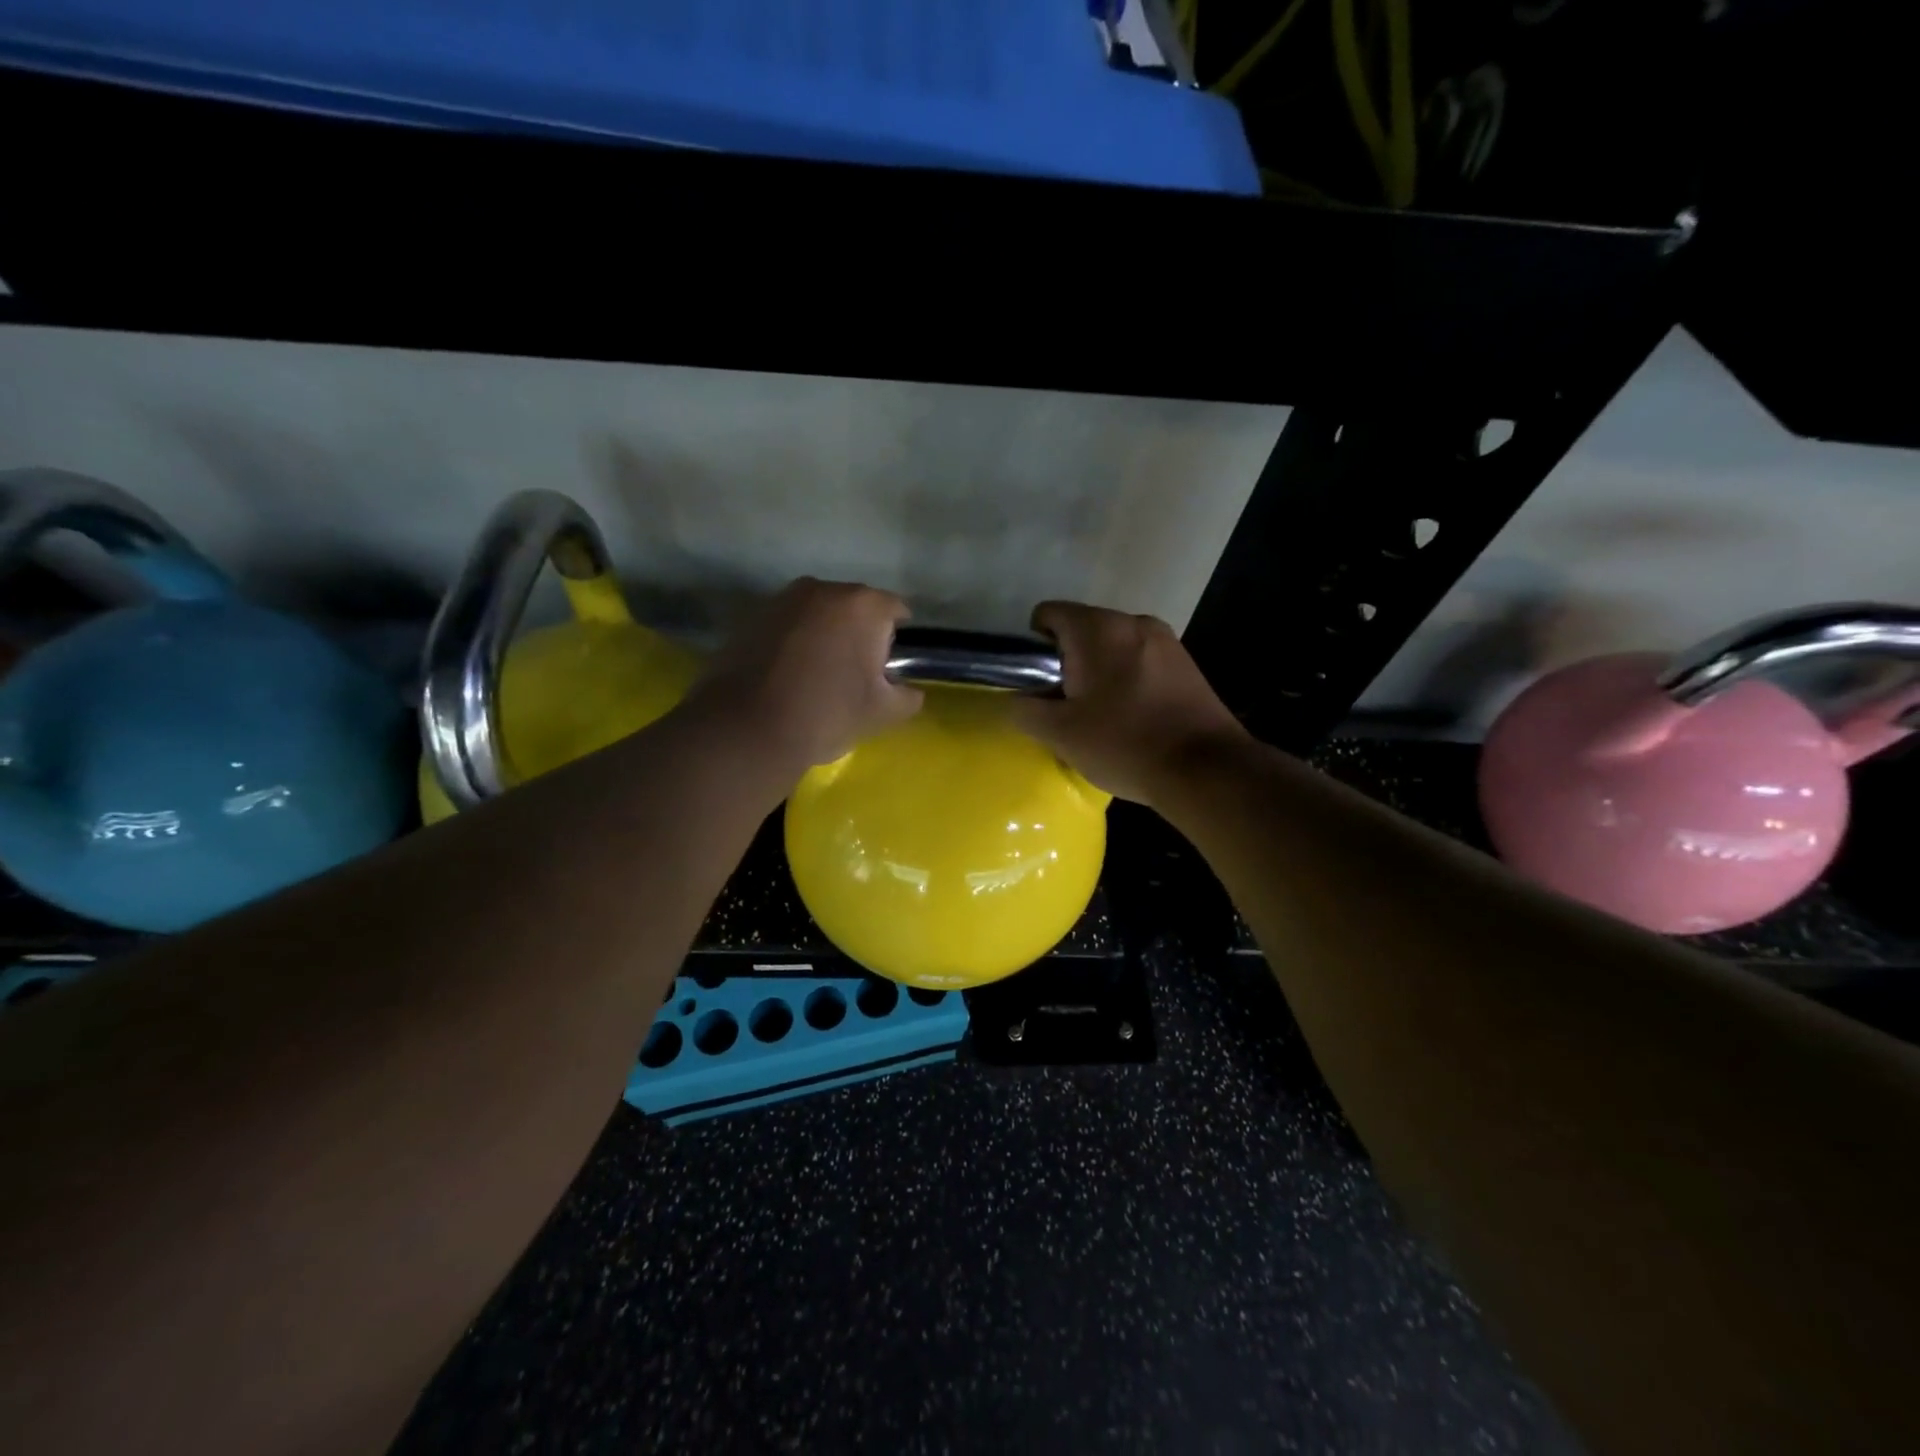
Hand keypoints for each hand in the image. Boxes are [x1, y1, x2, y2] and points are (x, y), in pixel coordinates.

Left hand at [686, 577, 922, 778]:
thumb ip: (908, 697)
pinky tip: (786, 677)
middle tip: (853, 676)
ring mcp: (782, 599)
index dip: (897, 642)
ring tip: (817, 677)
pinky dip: (793, 643)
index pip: (896, 611)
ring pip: (818, 615)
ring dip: (824, 636)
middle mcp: (822, 588)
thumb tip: (908, 691)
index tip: (887, 671)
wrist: (747, 730)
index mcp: (863, 604)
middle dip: (858, 634)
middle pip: (854, 608)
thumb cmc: (827, 713)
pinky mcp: (751, 617)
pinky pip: (787, 626)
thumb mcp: (883, 713)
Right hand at [1011, 601, 1249, 805]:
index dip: (1033, 646)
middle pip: (1082, 630)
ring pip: (1113, 647)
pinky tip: (1133, 718)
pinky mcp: (1187, 663)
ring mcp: (1165, 640)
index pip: (1048, 614)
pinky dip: (1128, 681)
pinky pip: (1141, 661)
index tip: (1039, 684)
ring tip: (1102, 716)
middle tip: (1067, 707)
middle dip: (1068, 662)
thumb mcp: (1060, 733)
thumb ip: (1025, 710)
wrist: (1205, 769)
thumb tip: (1018, 699)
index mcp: (1097, 628)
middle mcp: (1132, 621)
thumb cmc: (1124, 743)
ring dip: (1099, 672)